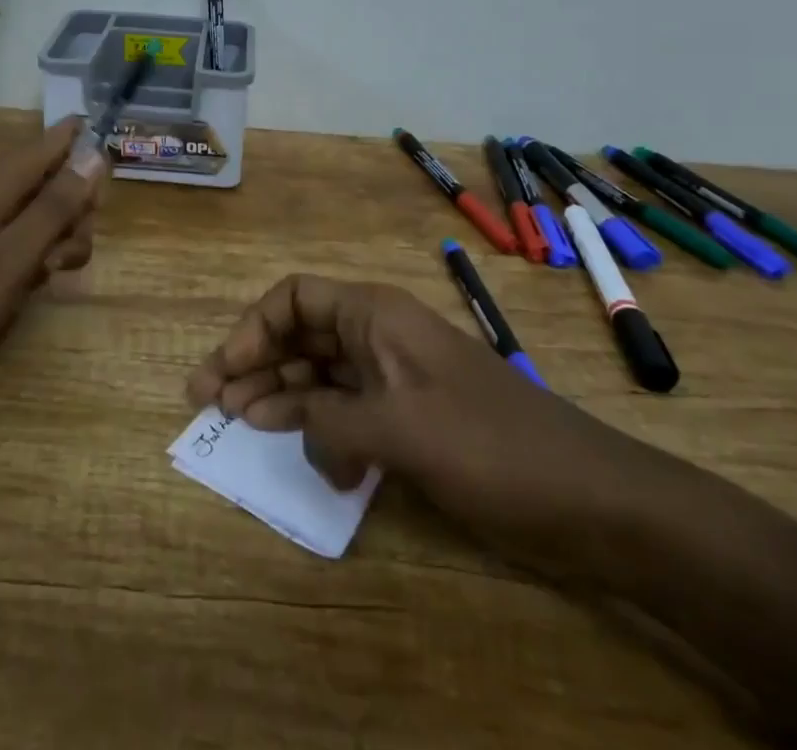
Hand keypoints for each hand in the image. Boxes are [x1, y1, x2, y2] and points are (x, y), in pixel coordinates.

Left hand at [0, 117, 105, 393]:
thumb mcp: (11, 262)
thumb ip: (54, 209)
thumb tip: (93, 157)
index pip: (46, 144)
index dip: (80, 144)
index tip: (109, 160)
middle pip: (38, 175)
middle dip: (68, 205)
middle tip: (71, 255)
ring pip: (19, 200)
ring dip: (46, 227)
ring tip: (49, 273)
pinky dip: (19, 238)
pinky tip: (18, 275)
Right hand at [186, 274, 659, 572]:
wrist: (588, 497)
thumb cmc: (490, 447)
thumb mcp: (400, 431)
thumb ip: (330, 421)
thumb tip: (288, 423)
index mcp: (376, 315)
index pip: (295, 298)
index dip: (253, 328)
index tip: (226, 372)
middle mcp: (379, 335)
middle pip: (300, 334)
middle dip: (254, 362)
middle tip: (208, 401)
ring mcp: (394, 378)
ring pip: (319, 373)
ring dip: (278, 394)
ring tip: (238, 424)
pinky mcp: (409, 418)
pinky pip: (347, 410)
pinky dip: (318, 426)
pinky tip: (305, 454)